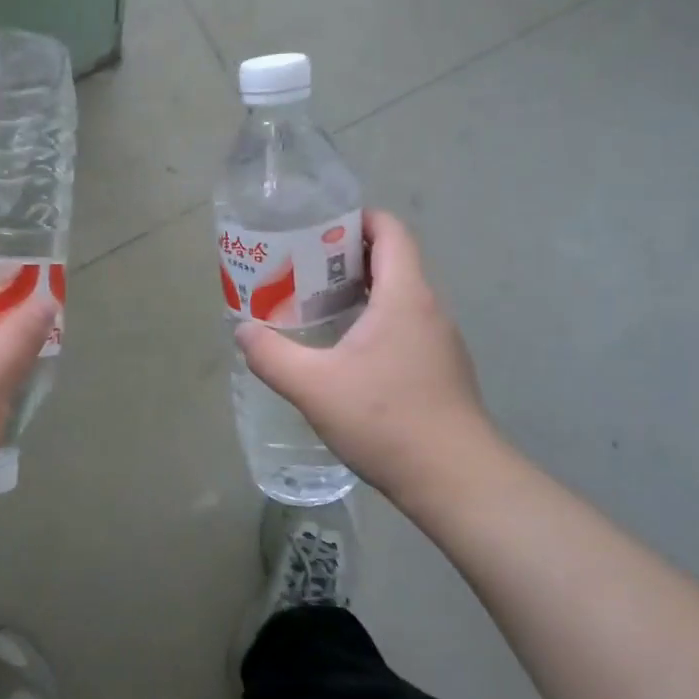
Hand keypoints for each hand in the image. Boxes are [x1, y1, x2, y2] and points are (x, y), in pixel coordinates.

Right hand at [234, 209, 496, 507]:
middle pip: (391, 262)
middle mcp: (429, 310)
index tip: (318, 227)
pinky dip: (374, 324)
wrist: (455, 480)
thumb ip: (272, 356)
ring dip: (360, 294)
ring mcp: (439, 342)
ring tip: (315, 308)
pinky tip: (345, 355)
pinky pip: (404, 329)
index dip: (357, 219)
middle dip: (346, 258)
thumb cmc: (386, 420)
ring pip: (398, 299)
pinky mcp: (441, 372)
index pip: (390, 231)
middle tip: (301, 268)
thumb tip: (243, 331)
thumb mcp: (313, 386)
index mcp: (404, 296)